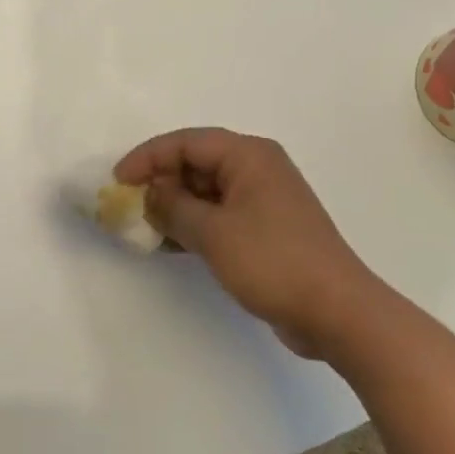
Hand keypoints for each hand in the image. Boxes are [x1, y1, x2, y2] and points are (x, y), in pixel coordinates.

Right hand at [115, 129, 381, 356]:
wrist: (336, 311)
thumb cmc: (273, 261)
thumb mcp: (213, 233)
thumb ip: (173, 208)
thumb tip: (149, 194)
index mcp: (248, 155)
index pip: (187, 142)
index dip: (148, 157)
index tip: (117, 180)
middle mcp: (257, 168)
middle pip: (197, 163)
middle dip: (160, 182)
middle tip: (128, 206)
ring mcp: (263, 199)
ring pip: (206, 191)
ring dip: (175, 206)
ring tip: (143, 228)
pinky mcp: (266, 228)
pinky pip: (220, 214)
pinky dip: (194, 224)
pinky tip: (169, 244)